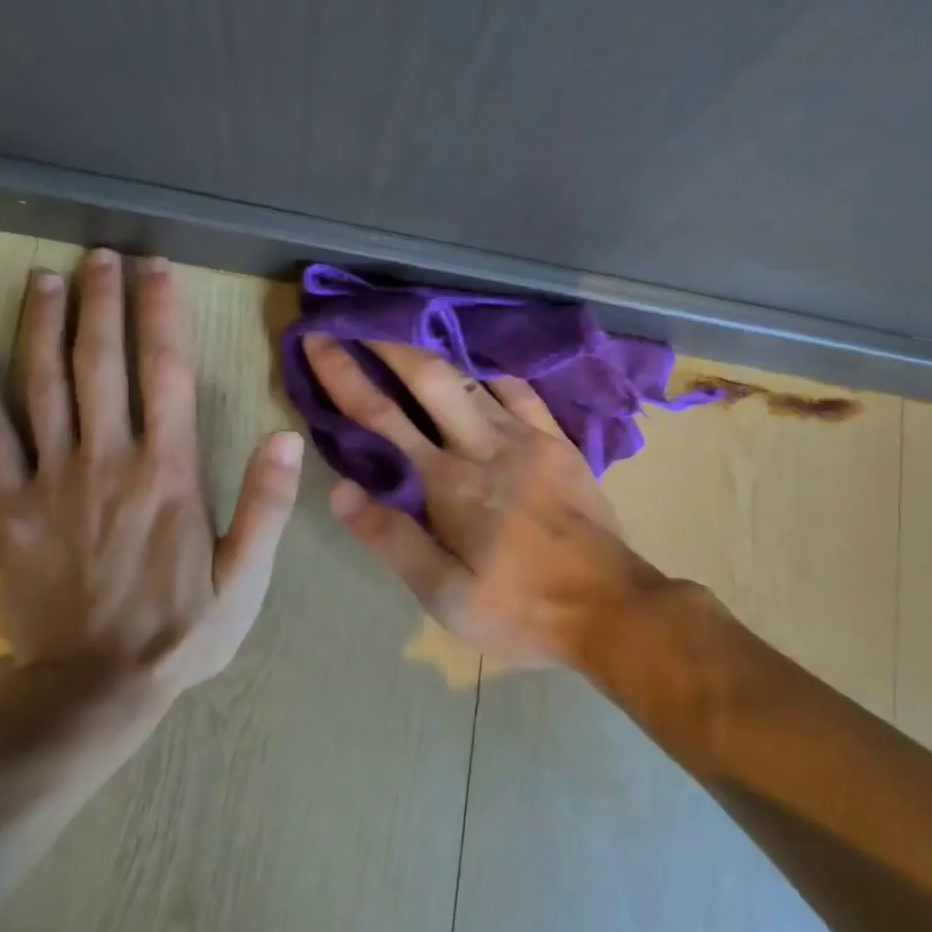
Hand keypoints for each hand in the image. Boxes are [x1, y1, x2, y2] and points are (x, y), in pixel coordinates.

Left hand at [0, 251, 303, 732]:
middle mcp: (109, 461)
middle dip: (101, 302)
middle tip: (100, 254)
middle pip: (101, 364)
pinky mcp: (11, 508)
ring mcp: (53, 481)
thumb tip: (284, 436)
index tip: (158, 269)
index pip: (167, 374)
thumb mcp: (246, 577)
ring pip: (42, 387)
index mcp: (170, 473)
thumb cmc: (182, 630)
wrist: (95, 687)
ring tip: (44, 278)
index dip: (162, 315)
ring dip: (42, 326)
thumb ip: (266, 505)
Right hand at [301, 335, 662, 668]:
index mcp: (449, 483)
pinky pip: (522, 393)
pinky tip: (482, 374)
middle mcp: (484, 446)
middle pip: (430, 377)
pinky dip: (493, 377)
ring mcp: (528, 438)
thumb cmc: (521, 610)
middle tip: (358, 321)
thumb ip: (392, 540)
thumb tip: (339, 490)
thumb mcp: (445, 595)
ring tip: (409, 341)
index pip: (382, 417)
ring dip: (434, 355)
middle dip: (388, 343)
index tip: (318, 340)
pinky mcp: (560, 444)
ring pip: (473, 379)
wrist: (612, 607)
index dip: (344, 375)